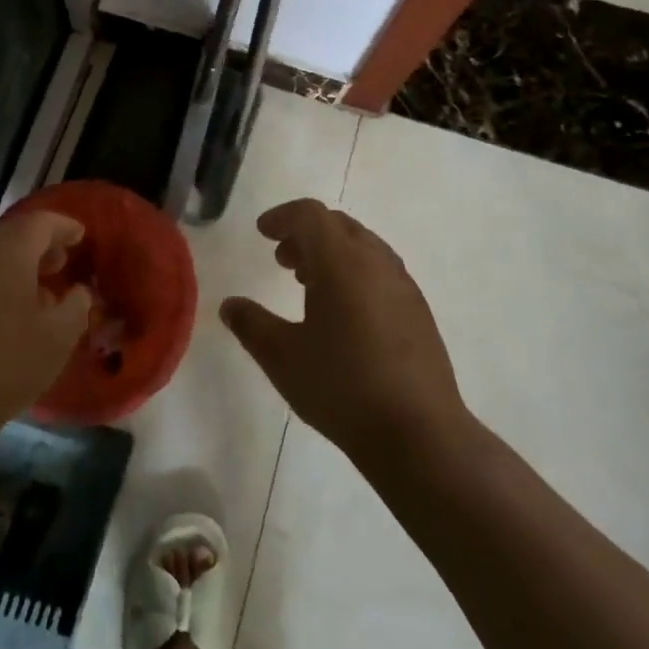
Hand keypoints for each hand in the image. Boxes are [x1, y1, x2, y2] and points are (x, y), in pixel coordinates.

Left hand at [0, 212, 92, 441]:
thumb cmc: (8, 363)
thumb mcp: (60, 336)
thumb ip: (77, 305)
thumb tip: (78, 291)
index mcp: (8, 249)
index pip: (42, 222)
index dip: (64, 227)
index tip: (80, 237)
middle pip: (11, 235)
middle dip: (38, 246)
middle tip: (59, 264)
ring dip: (12, 267)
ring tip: (32, 293)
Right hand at [221, 199, 467, 464]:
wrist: (419, 433)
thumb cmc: (342, 387)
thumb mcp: (283, 358)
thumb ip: (251, 325)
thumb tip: (230, 305)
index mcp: (341, 261)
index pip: (310, 215)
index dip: (283, 217)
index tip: (262, 232)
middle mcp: (375, 260)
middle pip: (337, 225)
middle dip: (306, 233)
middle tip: (282, 259)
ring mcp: (402, 283)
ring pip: (362, 246)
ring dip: (332, 252)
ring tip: (308, 284)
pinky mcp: (418, 309)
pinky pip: (380, 269)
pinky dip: (355, 271)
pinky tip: (344, 312)